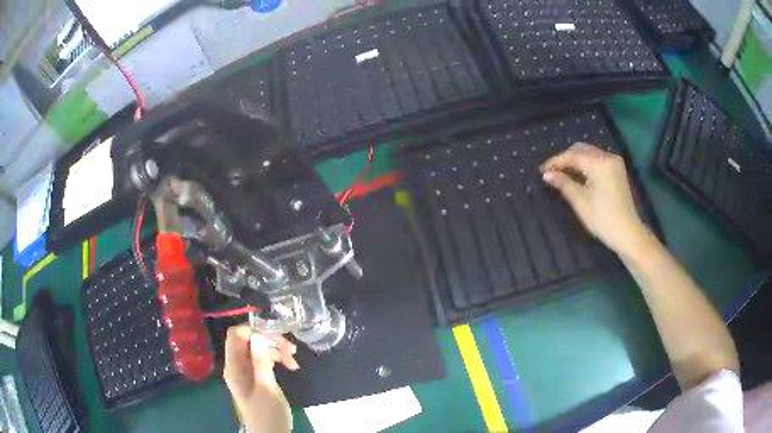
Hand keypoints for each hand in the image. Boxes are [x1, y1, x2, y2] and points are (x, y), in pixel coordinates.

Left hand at [223, 325, 298, 432]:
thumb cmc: (267, 413)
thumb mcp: (266, 387)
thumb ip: (260, 361)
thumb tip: (258, 335)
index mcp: (234, 366)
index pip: (236, 335)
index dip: (254, 330)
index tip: (276, 336)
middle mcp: (237, 365)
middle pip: (248, 340)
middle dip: (269, 340)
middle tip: (291, 349)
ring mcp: (246, 372)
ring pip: (258, 349)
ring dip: (276, 350)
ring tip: (293, 361)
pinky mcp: (255, 377)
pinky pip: (263, 360)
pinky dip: (276, 359)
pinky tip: (290, 365)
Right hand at [540, 143, 648, 256]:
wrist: (628, 234)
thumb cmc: (603, 220)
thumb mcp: (581, 202)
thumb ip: (564, 184)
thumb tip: (547, 175)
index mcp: (600, 164)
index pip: (573, 156)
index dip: (556, 161)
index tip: (542, 170)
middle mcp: (608, 157)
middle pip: (581, 149)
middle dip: (565, 158)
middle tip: (551, 171)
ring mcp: (615, 162)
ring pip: (589, 153)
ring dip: (575, 160)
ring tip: (562, 172)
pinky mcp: (617, 170)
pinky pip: (597, 159)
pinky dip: (585, 164)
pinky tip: (577, 174)